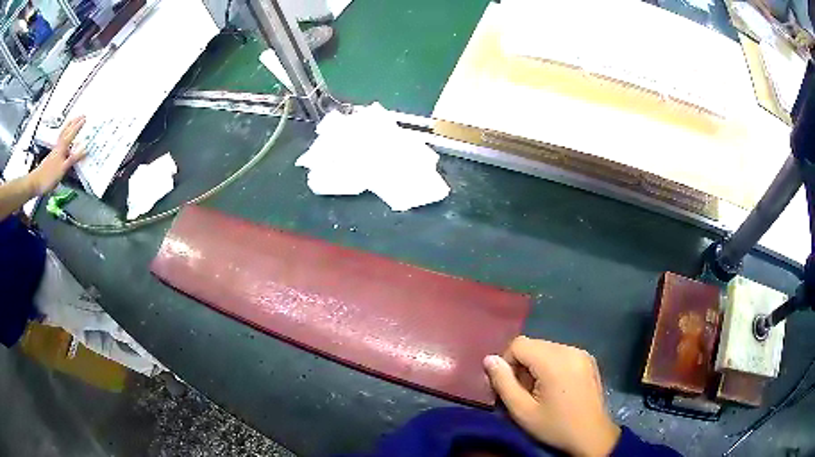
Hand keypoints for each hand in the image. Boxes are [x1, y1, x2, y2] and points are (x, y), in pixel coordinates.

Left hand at [28, 117, 86, 195]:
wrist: (36, 182)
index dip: (78, 126)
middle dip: (73, 123)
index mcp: (61, 149)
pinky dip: (63, 137)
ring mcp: (54, 151)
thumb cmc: (49, 177)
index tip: (85, 118)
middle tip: (80, 116)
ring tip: (72, 122)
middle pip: (66, 131)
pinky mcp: (51, 157)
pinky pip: (59, 142)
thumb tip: (84, 150)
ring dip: (68, 127)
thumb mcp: (62, 169)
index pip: (71, 134)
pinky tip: (63, 139)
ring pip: (62, 135)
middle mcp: (58, 147)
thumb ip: (73, 159)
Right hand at [484, 336, 620, 456]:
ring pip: (546, 348)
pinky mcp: (588, 359)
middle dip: (522, 365)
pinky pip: (561, 353)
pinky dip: (551, 365)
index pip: (519, 344)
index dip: (507, 362)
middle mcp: (569, 349)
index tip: (510, 386)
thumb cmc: (555, 426)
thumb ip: (503, 383)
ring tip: (540, 391)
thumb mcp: (522, 411)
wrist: (592, 435)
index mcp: (554, 361)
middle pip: (533, 345)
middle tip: (523, 392)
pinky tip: (556, 387)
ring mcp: (581, 352)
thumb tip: (489, 359)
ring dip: (536, 365)